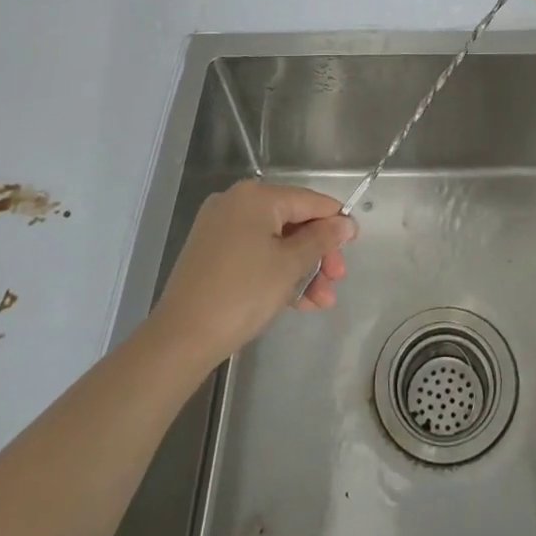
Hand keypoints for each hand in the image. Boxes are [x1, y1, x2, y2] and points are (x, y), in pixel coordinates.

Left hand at [146, 181, 356, 366]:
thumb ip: (321, 240)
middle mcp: (236, 203)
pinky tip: (298, 301)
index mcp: (256, 196)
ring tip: (321, 302)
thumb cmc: (242, 294)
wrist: (181, 338)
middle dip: (318, 253)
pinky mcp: (212, 252)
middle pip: (292, 221)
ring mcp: (221, 228)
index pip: (309, 200)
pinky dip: (277, 272)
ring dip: (301, 269)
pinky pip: (255, 253)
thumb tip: (345, 223)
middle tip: (336, 281)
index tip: (355, 245)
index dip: (335, 221)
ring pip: (275, 241)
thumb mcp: (290, 266)